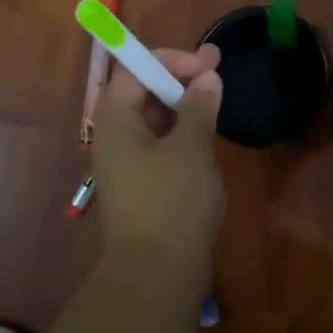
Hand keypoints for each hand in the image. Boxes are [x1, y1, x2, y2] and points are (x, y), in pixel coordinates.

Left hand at [91, 43, 225, 277]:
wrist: (157, 274)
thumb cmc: (172, 201)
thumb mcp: (191, 148)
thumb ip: (199, 106)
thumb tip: (208, 76)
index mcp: (115, 119)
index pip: (134, 68)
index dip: (171, 59)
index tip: (207, 65)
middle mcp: (114, 136)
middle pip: (143, 91)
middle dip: (180, 78)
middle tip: (219, 72)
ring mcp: (127, 162)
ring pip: (154, 119)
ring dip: (183, 105)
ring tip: (217, 98)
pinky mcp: (142, 186)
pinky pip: (159, 145)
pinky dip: (182, 133)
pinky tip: (206, 135)